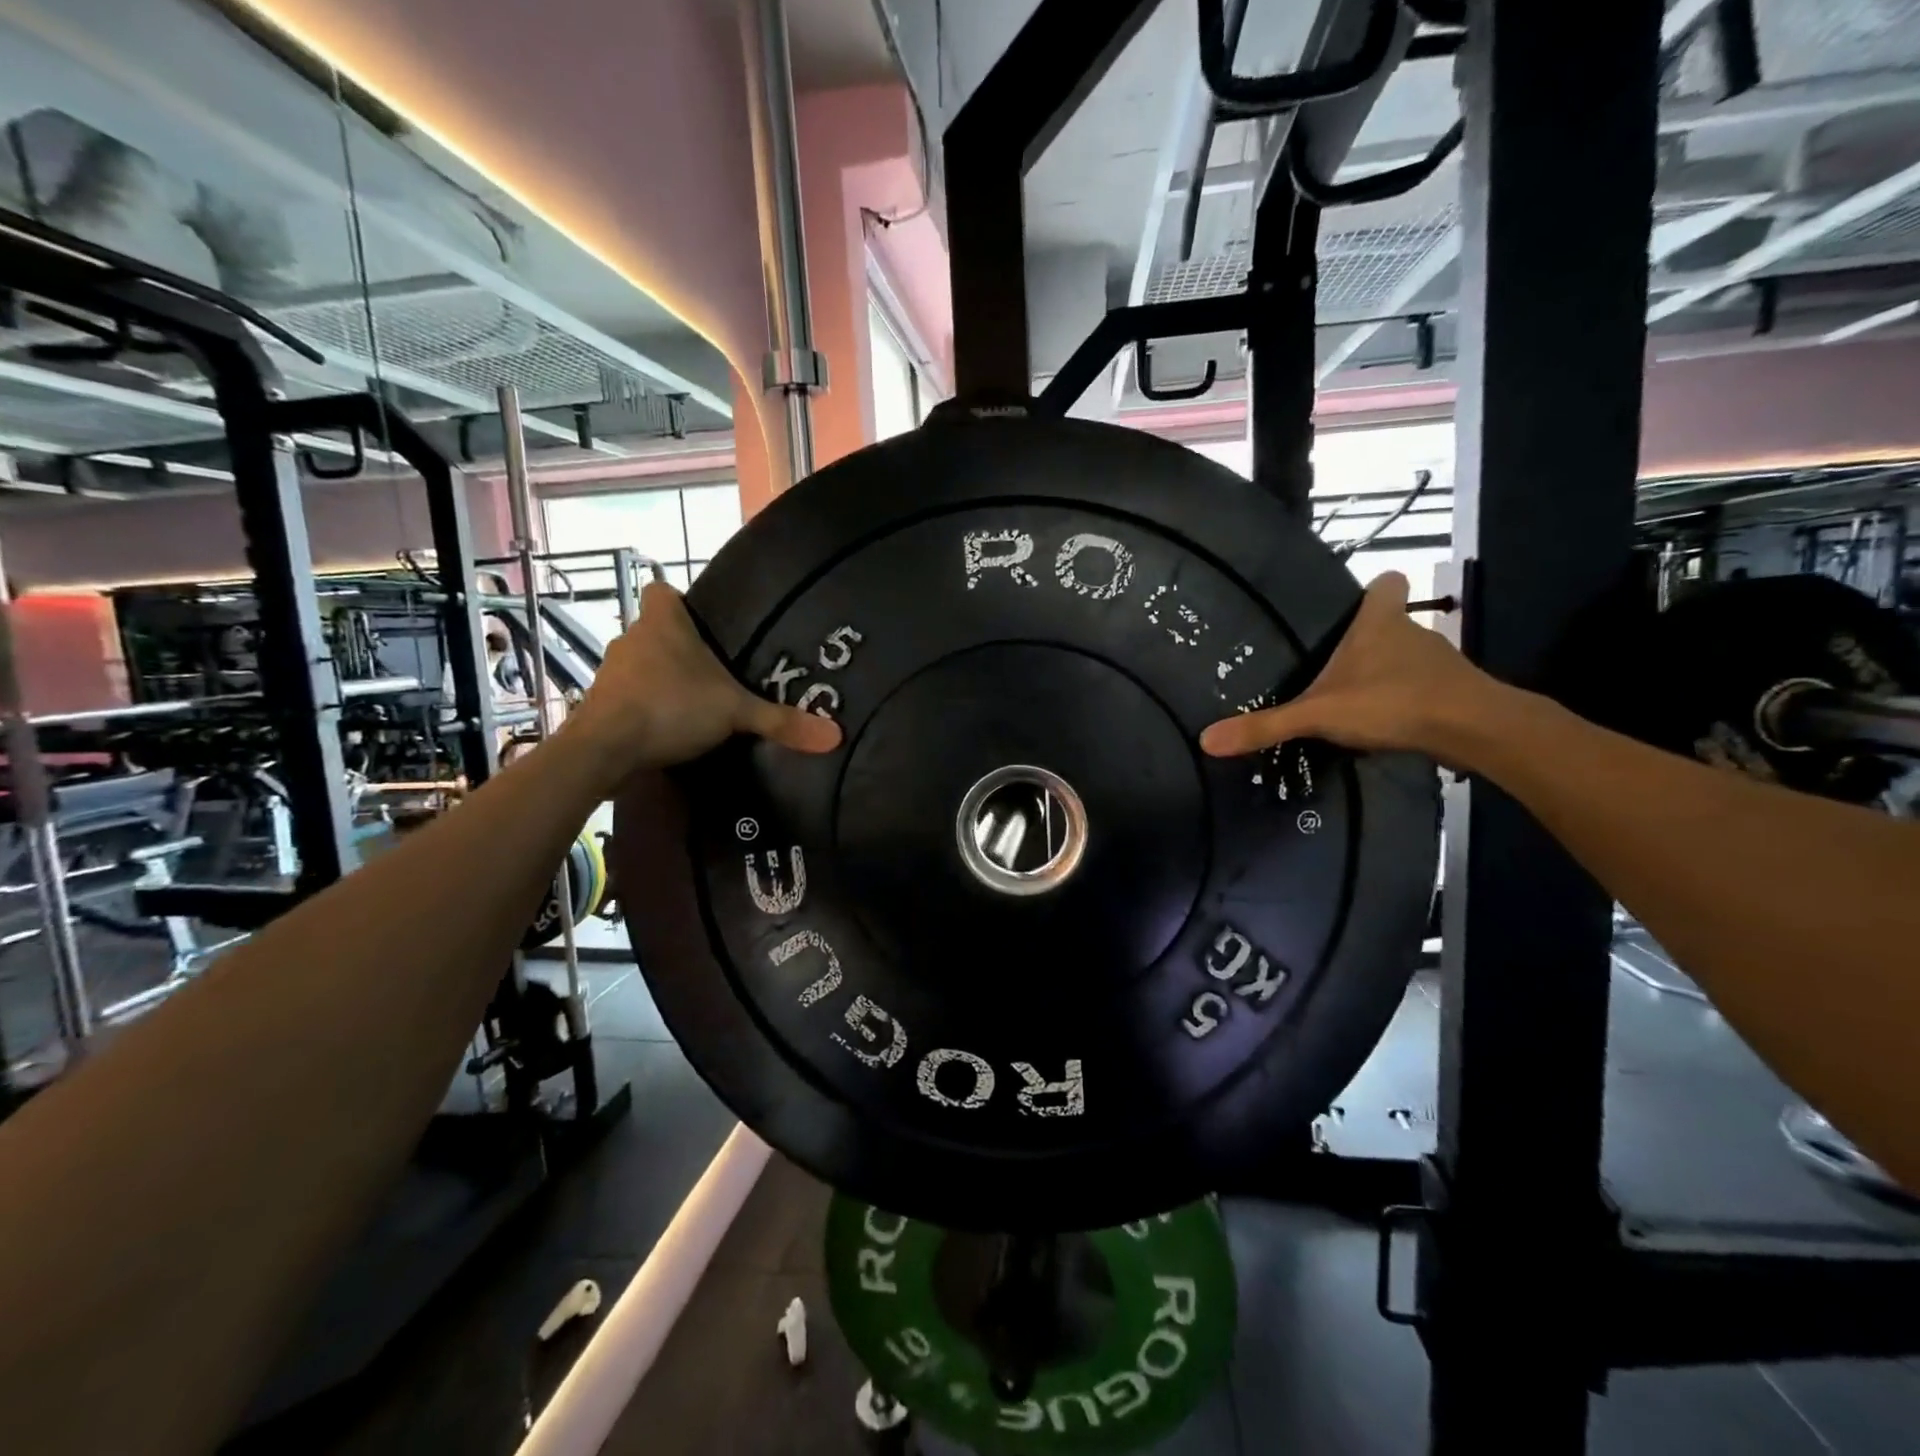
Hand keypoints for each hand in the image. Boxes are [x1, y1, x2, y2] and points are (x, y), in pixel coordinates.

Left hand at [568, 582, 839, 783]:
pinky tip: (666, 730)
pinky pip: (627, 696)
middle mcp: (631, 638)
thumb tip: (836, 736)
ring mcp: (611, 671)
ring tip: (693, 704)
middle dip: (679, 649)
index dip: (680, 603)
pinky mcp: (599, 704)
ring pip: (640, 665)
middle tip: (712, 673)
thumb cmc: (671, 707)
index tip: (703, 625)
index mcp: (662, 623)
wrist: (604, 749)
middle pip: (655, 631)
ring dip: (660, 680)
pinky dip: (643, 708)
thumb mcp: (735, 712)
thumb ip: (782, 721)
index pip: (662, 591)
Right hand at [1199, 572, 1492, 758]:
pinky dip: (1404, 701)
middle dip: (1368, 640)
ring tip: (1353, 700)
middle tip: (1332, 663)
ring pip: (1407, 658)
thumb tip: (1206, 741)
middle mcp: (1413, 633)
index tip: (1351, 605)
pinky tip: (1383, 725)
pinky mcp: (1453, 693)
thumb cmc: (1393, 701)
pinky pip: (1421, 688)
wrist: (1474, 730)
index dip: (1373, 589)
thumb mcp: (1319, 714)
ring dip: (1385, 674)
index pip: (1387, 582)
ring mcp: (1438, 663)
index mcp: (1380, 622)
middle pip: (1392, 623)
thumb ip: (1265, 726)